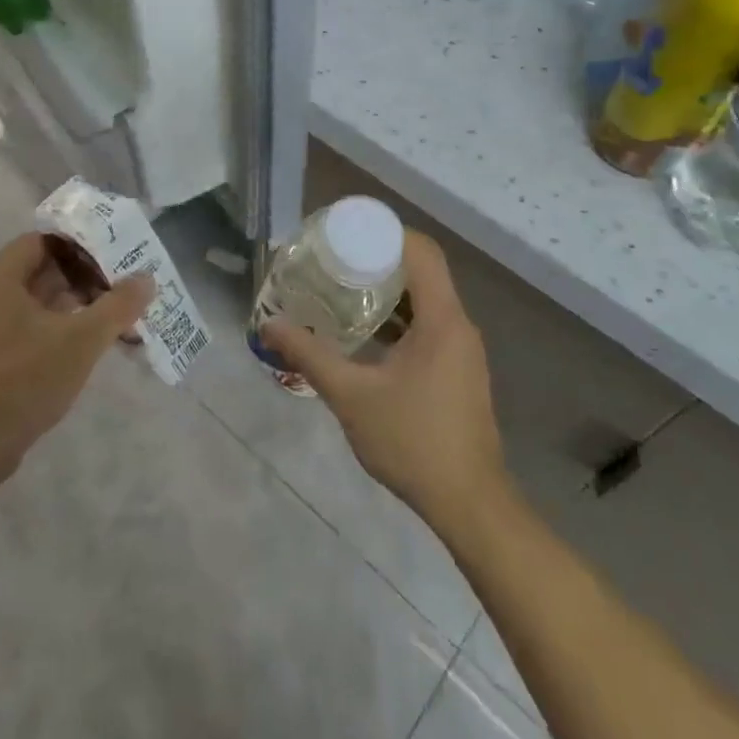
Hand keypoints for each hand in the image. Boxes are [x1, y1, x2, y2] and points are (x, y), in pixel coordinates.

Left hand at [0, 233, 152, 483]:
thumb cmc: (23, 381)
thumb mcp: (80, 340)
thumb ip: (117, 306)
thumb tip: (147, 279)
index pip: (45, 240)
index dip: (82, 244)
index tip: (116, 255)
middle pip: (44, 269)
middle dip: (86, 276)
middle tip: (123, 285)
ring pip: (39, 300)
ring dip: (77, 304)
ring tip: (116, 315)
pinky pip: (30, 325)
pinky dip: (60, 326)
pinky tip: (90, 344)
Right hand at [260, 231, 505, 524]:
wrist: (469, 505)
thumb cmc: (412, 441)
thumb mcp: (352, 396)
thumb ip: (309, 356)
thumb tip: (268, 325)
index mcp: (442, 319)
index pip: (421, 251)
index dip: (386, 232)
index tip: (347, 232)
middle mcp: (458, 324)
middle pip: (422, 270)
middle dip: (379, 259)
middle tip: (334, 259)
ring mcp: (462, 349)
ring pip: (425, 299)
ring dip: (388, 290)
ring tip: (342, 288)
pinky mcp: (459, 370)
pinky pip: (428, 324)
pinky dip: (398, 317)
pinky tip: (365, 332)